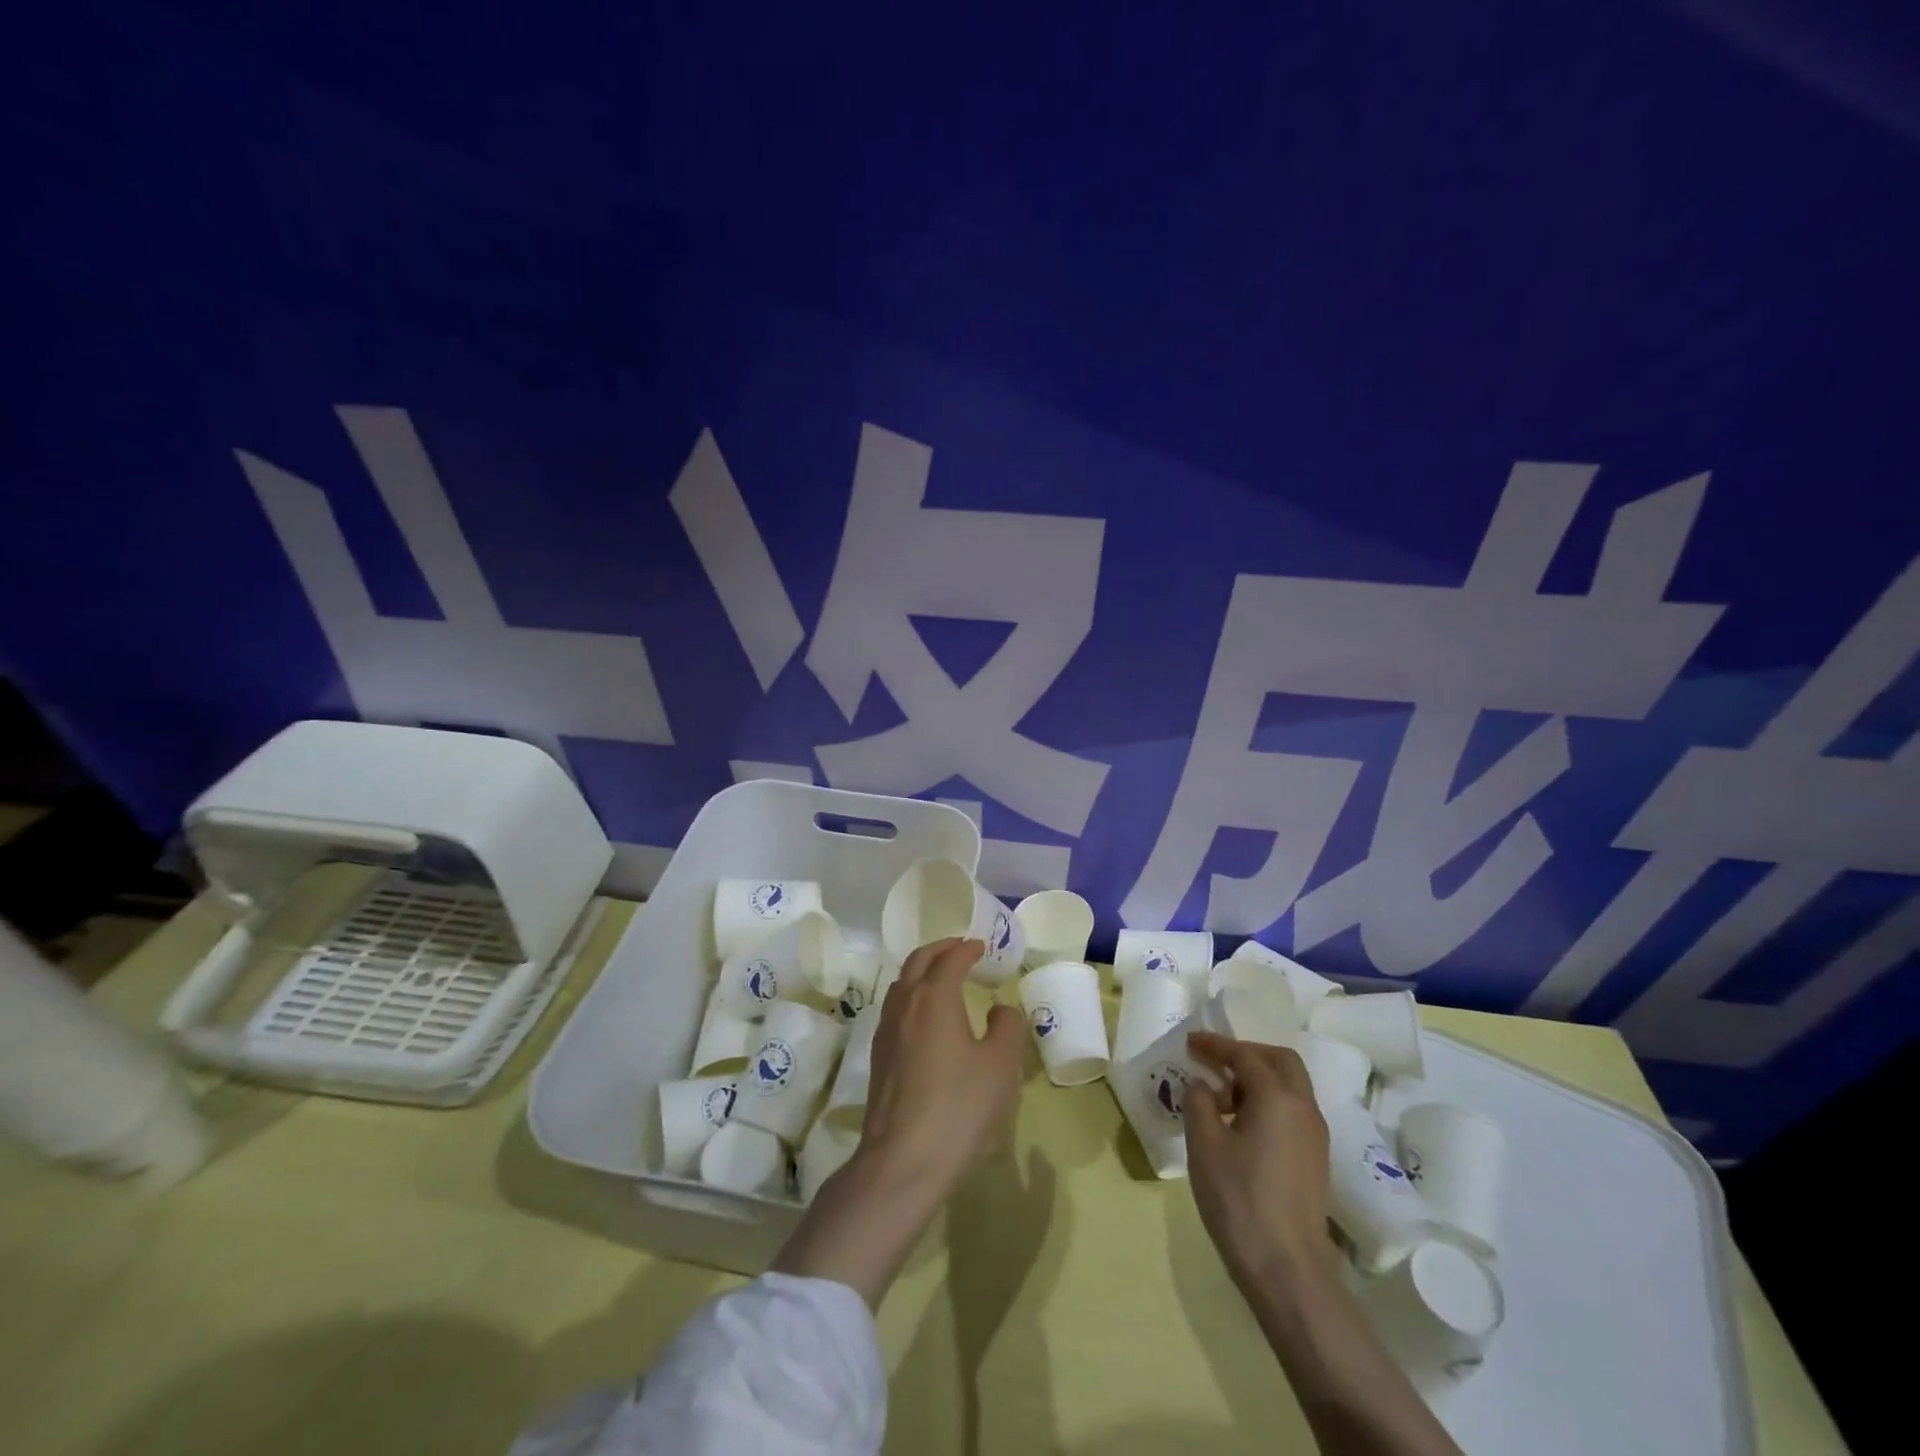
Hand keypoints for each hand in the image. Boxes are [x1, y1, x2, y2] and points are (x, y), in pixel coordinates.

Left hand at [856, 937, 1028, 1197]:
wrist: (902, 1161)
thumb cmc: (958, 1108)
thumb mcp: (1000, 1067)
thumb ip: (1006, 1029)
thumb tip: (1000, 1010)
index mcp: (934, 997)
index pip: (950, 958)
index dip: (968, 948)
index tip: (982, 946)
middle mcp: (905, 1004)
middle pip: (918, 961)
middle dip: (940, 949)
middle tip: (961, 949)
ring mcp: (886, 1030)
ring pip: (902, 983)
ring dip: (923, 970)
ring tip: (944, 978)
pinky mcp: (879, 1056)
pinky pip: (896, 1007)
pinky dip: (913, 995)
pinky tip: (927, 1017)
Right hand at [1184, 1032, 1334, 1286]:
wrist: (1287, 1270)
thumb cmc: (1239, 1199)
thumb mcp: (1204, 1144)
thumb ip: (1199, 1102)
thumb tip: (1203, 1086)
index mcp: (1278, 1097)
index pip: (1245, 1055)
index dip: (1215, 1045)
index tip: (1190, 1042)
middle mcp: (1304, 1108)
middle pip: (1280, 1062)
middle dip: (1246, 1054)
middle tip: (1214, 1062)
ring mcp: (1315, 1136)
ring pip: (1290, 1087)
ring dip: (1257, 1080)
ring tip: (1221, 1101)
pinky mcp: (1315, 1160)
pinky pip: (1292, 1112)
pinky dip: (1267, 1103)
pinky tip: (1240, 1127)